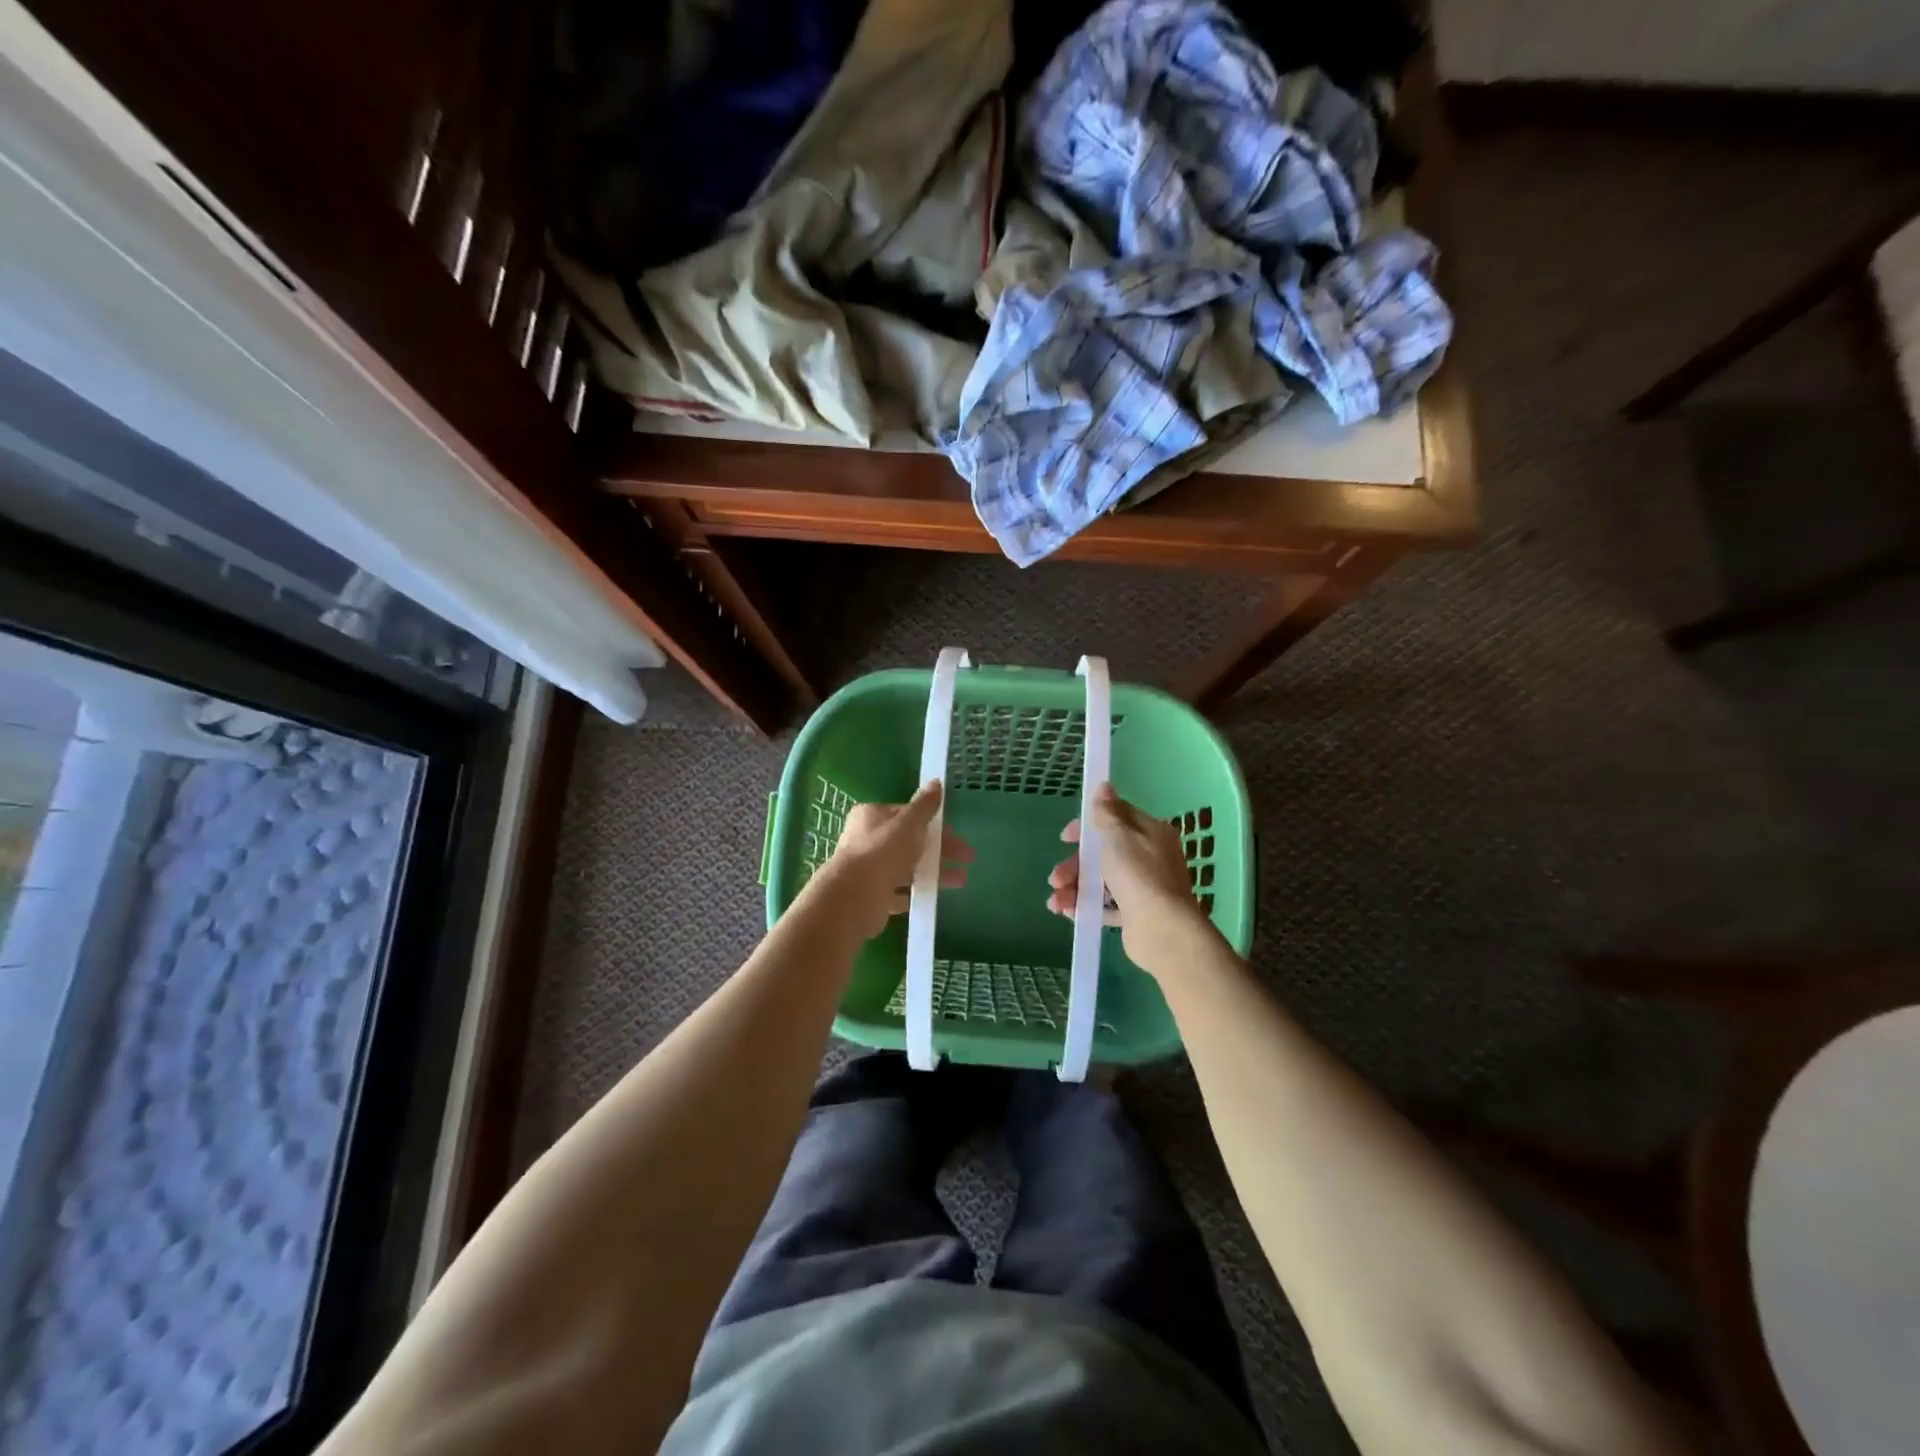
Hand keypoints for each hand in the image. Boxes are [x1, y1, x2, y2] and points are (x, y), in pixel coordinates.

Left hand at [815, 781, 973, 940]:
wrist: (854, 897)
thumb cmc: (882, 852)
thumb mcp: (908, 823)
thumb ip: (924, 805)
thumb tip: (937, 781)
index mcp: (871, 816)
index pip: (907, 815)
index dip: (933, 823)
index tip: (956, 834)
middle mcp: (867, 839)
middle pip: (910, 841)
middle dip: (940, 848)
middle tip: (967, 857)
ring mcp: (869, 868)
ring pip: (908, 866)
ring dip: (935, 870)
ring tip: (961, 880)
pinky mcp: (873, 894)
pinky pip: (901, 890)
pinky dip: (919, 890)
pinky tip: (937, 894)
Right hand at [1047, 782, 1214, 975]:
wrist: (1163, 930)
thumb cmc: (1138, 875)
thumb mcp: (1118, 837)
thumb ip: (1106, 813)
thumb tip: (1104, 786)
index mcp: (1150, 833)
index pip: (1116, 818)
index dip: (1088, 824)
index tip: (1066, 837)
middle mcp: (1150, 857)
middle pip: (1104, 853)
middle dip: (1075, 864)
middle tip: (1055, 878)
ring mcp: (1144, 886)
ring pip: (1102, 881)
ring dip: (1074, 888)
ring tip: (1055, 903)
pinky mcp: (1137, 913)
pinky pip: (1107, 906)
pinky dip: (1087, 906)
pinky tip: (1069, 913)